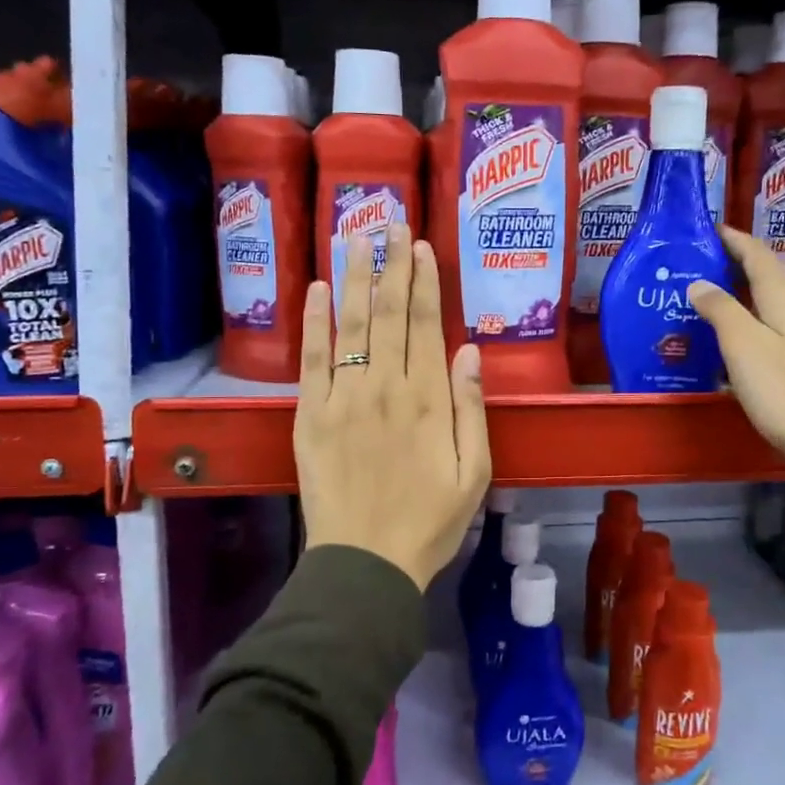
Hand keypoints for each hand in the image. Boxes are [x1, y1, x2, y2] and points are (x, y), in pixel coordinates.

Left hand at [295, 222, 491, 590]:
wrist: (366, 563)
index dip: (423, 282)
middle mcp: (385, 387)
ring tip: (354, 236)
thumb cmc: (430, 521)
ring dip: (353, 277)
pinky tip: (315, 288)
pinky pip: (312, 359)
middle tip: (389, 222)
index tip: (420, 246)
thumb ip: (472, 409)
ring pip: (350, 325)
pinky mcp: (310, 416)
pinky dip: (314, 321)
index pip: (424, 325)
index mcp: (429, 400)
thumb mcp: (475, 472)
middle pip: (387, 313)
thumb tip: (470, 350)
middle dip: (390, 264)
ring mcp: (343, 399)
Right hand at [689, 227, 784, 508]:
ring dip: (739, 296)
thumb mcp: (744, 348)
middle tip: (693, 266)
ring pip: (769, 303)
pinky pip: (773, 328)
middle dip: (732, 265)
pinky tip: (732, 341)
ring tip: (704, 300)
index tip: (705, 228)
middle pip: (765, 276)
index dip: (732, 238)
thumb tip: (699, 282)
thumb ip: (721, 310)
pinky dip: (749, 323)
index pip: (757, 253)